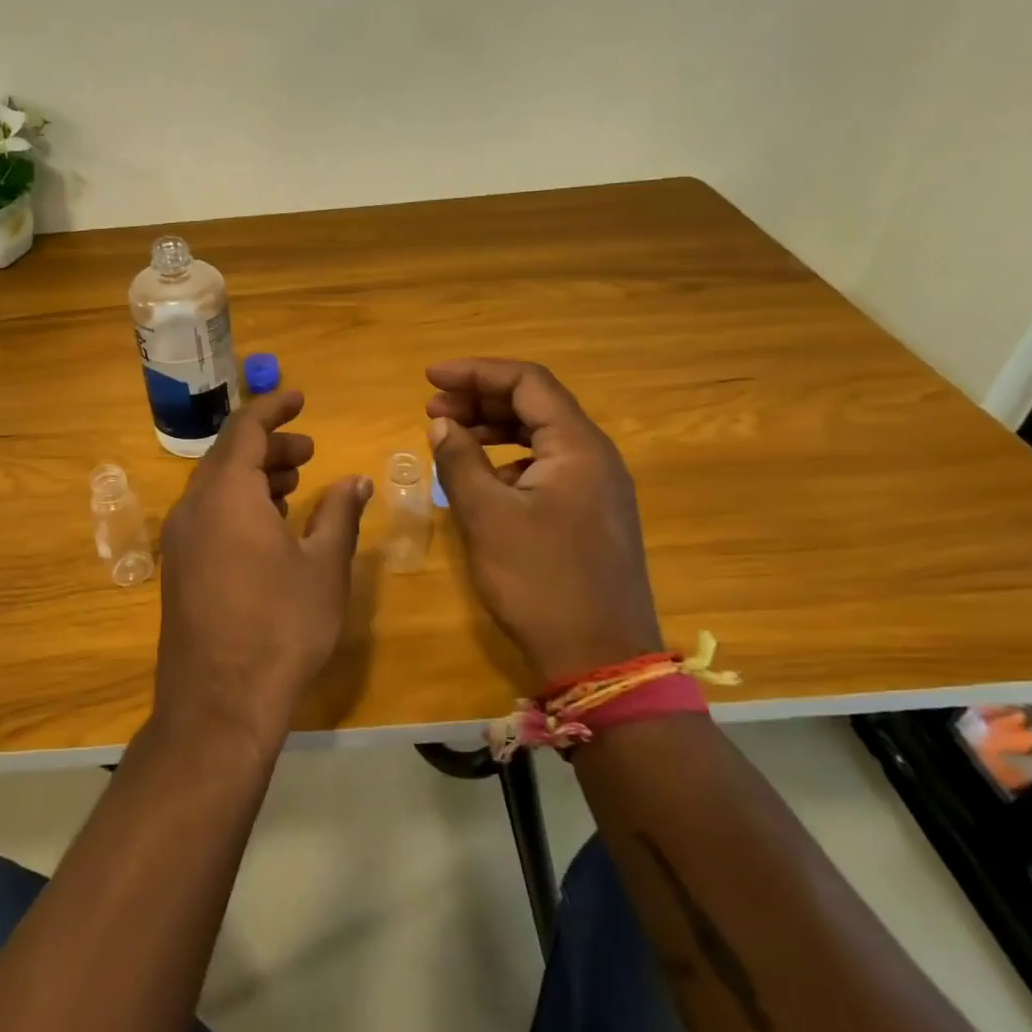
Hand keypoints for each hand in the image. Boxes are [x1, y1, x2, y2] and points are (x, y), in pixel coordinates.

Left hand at [154, 390, 372, 752]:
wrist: (219, 702)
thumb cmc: (281, 626)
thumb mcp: (323, 567)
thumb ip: (339, 515)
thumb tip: (355, 480)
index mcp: (227, 493)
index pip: (247, 429)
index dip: (273, 408)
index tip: (299, 397)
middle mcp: (193, 506)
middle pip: (230, 456)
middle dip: (270, 446)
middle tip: (308, 452)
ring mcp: (180, 539)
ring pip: (217, 486)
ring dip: (255, 476)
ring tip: (294, 485)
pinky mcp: (178, 567)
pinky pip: (208, 515)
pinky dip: (238, 504)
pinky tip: (268, 526)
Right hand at [425, 359, 661, 682]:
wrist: (601, 659)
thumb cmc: (541, 581)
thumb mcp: (487, 517)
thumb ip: (460, 461)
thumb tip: (442, 424)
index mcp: (578, 446)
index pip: (527, 382)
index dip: (476, 372)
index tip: (430, 378)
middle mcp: (595, 457)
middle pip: (536, 405)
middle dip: (481, 399)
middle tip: (432, 410)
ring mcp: (598, 488)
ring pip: (541, 437)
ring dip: (494, 430)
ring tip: (450, 438)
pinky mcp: (591, 515)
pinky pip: (547, 468)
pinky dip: (510, 462)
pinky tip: (481, 481)